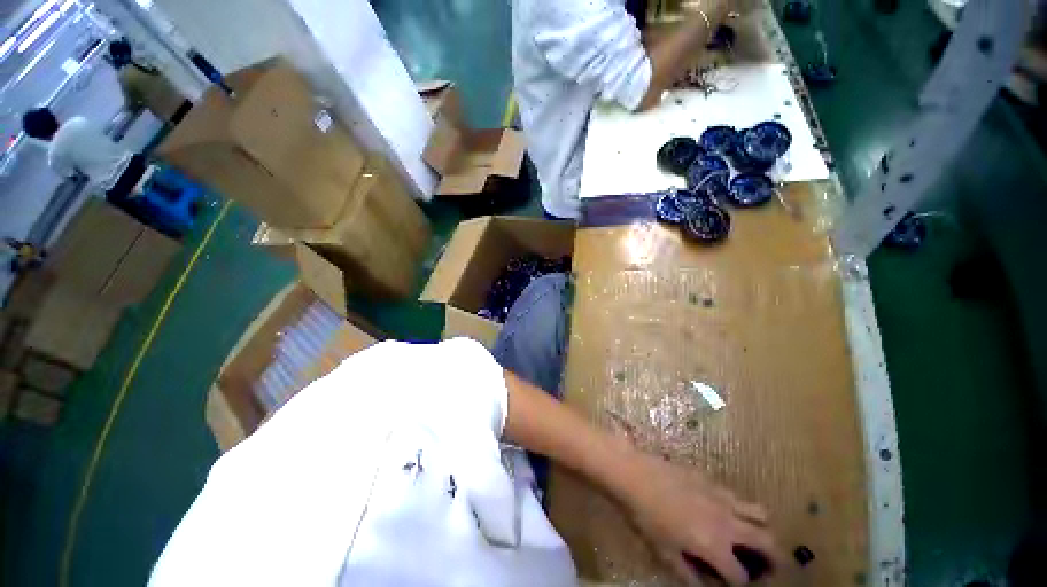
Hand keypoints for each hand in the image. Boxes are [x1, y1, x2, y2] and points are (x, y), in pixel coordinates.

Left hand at [614, 452, 783, 585]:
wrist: (635, 474)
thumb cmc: (646, 517)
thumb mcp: (664, 553)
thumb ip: (689, 575)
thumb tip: (705, 586)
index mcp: (715, 545)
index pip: (741, 576)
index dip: (739, 584)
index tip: (734, 584)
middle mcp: (727, 522)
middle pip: (768, 542)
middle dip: (774, 559)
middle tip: (767, 566)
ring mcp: (721, 496)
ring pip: (760, 513)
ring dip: (762, 528)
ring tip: (751, 536)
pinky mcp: (711, 478)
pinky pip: (736, 495)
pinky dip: (740, 507)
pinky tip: (724, 510)